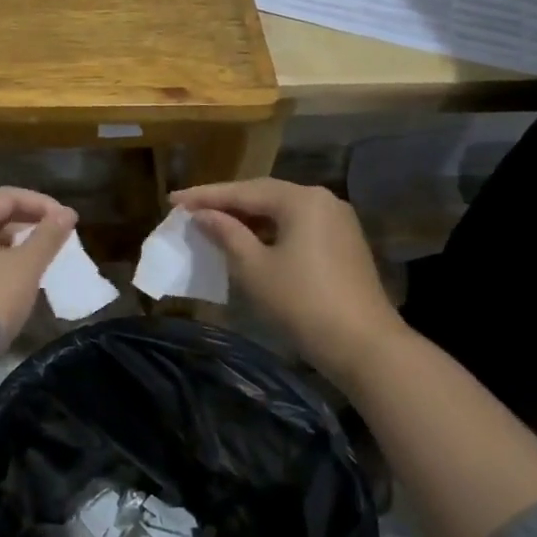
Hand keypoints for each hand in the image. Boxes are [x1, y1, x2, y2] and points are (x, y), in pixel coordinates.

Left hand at [0, 187, 77, 388]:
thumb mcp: (26, 268)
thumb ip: (48, 236)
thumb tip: (67, 214)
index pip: (7, 196)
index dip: (41, 204)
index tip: (67, 220)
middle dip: (27, 221)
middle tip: (56, 236)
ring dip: (12, 242)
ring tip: (39, 256)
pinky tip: (14, 277)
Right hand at [170, 178, 401, 385]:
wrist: (363, 345)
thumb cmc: (302, 303)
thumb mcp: (254, 268)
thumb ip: (226, 234)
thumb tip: (203, 215)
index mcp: (302, 200)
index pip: (244, 191)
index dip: (205, 196)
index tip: (173, 199)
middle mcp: (323, 200)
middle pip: (265, 195)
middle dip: (226, 203)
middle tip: (190, 208)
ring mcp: (338, 222)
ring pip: (282, 212)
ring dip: (248, 218)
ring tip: (213, 223)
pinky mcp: (343, 244)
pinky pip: (297, 227)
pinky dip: (270, 231)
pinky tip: (250, 241)